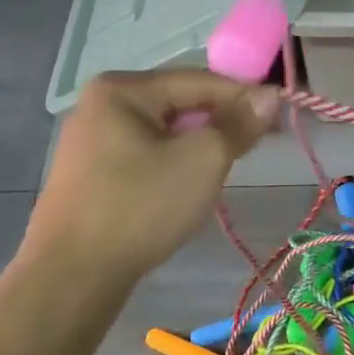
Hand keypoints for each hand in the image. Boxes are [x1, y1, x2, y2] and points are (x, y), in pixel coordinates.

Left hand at [28, 70, 278, 278]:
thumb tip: (269, 96)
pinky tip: (189, 184)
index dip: (244, 96)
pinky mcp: (90, 173)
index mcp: (122, 89)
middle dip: (221, 121)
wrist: (72, 274)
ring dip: (199, 144)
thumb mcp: (201, 161)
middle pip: (179, 103)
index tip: (281, 114)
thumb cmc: (140, 207)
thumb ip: (237, 125)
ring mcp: (91, 140)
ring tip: (229, 165)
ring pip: (164, 131)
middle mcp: (101, 104)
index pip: (199, 80)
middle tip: (259, 143)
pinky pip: (145, 154)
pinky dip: (174, 162)